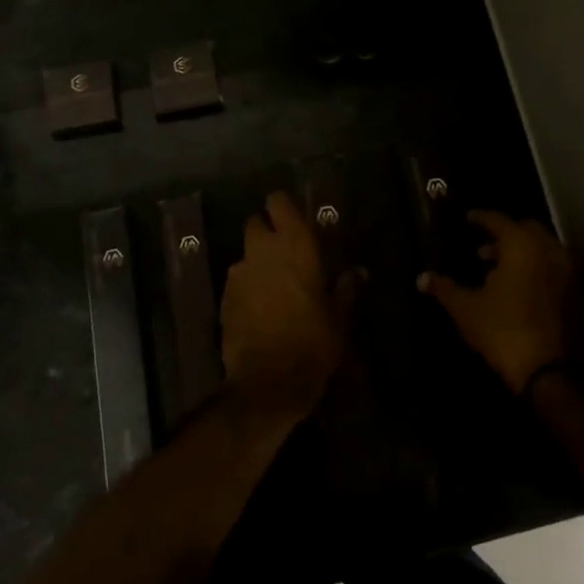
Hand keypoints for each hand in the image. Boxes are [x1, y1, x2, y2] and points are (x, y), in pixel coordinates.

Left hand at [220, 193, 356, 418]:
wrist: (269, 382)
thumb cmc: (313, 341)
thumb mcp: (339, 316)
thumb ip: (347, 287)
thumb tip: (359, 271)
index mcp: (295, 244)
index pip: (278, 202)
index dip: (283, 208)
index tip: (294, 220)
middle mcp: (262, 250)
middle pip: (255, 223)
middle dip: (266, 233)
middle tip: (285, 253)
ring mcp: (239, 273)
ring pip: (245, 254)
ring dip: (257, 262)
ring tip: (274, 286)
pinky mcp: (224, 297)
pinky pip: (237, 281)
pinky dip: (247, 287)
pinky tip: (259, 309)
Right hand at [421, 211, 581, 393]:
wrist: (547, 372)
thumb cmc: (502, 330)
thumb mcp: (465, 308)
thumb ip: (444, 288)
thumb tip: (421, 278)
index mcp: (521, 245)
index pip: (498, 220)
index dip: (480, 218)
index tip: (467, 219)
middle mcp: (548, 250)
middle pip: (525, 229)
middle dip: (504, 234)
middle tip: (482, 247)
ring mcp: (566, 272)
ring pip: (542, 249)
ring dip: (521, 252)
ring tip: (496, 269)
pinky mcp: (575, 294)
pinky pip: (553, 268)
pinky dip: (536, 268)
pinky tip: (517, 287)